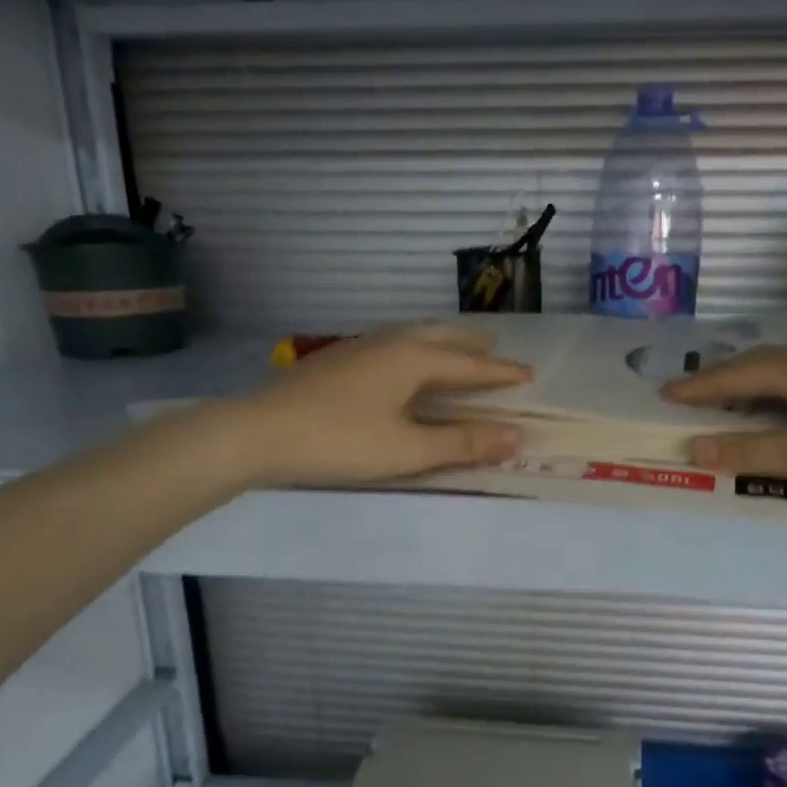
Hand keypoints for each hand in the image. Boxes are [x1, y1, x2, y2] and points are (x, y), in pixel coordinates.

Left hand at [236, 325, 530, 486]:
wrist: (257, 432)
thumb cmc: (339, 442)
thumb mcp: (407, 450)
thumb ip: (462, 443)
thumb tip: (515, 436)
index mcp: (413, 359)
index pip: (470, 365)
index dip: (500, 372)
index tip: (528, 374)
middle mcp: (390, 342)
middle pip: (441, 337)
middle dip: (472, 345)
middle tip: (495, 351)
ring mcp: (358, 346)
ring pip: (412, 336)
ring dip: (441, 343)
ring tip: (454, 353)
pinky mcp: (336, 358)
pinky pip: (391, 344)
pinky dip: (414, 350)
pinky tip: (400, 366)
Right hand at [662, 344, 786, 486]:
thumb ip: (752, 452)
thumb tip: (696, 448)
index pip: (734, 374)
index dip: (698, 386)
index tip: (665, 393)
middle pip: (758, 361)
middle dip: (722, 377)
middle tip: (694, 393)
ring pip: (786, 367)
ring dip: (753, 380)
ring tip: (734, 396)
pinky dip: (781, 388)